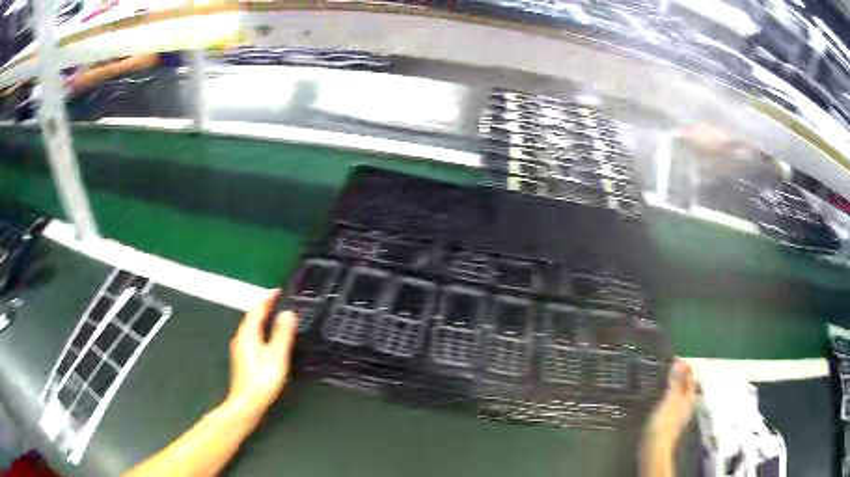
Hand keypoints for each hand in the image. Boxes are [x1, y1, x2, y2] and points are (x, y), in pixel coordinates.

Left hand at [225, 291, 296, 420]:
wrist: (247, 403)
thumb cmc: (263, 379)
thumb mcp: (277, 355)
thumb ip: (282, 333)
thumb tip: (288, 313)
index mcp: (248, 333)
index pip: (257, 309)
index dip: (268, 299)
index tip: (279, 291)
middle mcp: (241, 337)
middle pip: (251, 317)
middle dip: (264, 307)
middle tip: (279, 301)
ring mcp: (240, 349)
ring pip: (251, 327)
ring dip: (262, 319)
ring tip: (275, 316)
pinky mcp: (242, 359)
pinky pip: (251, 336)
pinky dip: (260, 330)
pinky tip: (267, 338)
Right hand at [643, 358, 697, 449]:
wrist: (654, 448)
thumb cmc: (664, 422)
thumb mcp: (670, 399)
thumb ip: (675, 381)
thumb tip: (678, 362)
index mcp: (689, 398)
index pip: (690, 378)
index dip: (685, 367)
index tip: (674, 358)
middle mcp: (686, 405)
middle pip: (686, 387)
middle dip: (680, 376)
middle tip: (668, 367)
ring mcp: (678, 415)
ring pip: (679, 395)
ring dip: (673, 386)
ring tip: (662, 379)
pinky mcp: (668, 422)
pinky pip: (671, 403)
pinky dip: (668, 396)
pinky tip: (659, 398)